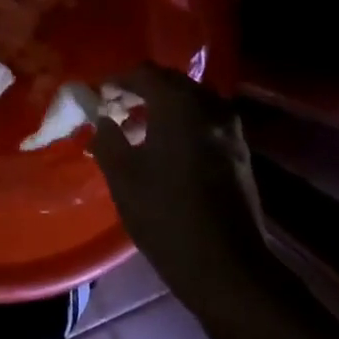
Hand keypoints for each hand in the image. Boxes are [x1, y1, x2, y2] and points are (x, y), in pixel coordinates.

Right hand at [91, 64, 269, 311]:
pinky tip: (165, 149)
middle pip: (171, 83)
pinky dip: (182, 124)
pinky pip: (205, 121)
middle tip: (115, 110)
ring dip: (163, 108)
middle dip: (141, 92)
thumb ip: (107, 138)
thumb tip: (103, 119)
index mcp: (180, 105)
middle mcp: (210, 106)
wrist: (227, 265)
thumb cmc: (166, 215)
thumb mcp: (123, 177)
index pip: (144, 74)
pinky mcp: (240, 151)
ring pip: (191, 102)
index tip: (98, 96)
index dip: (117, 82)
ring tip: (137, 131)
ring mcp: (230, 129)